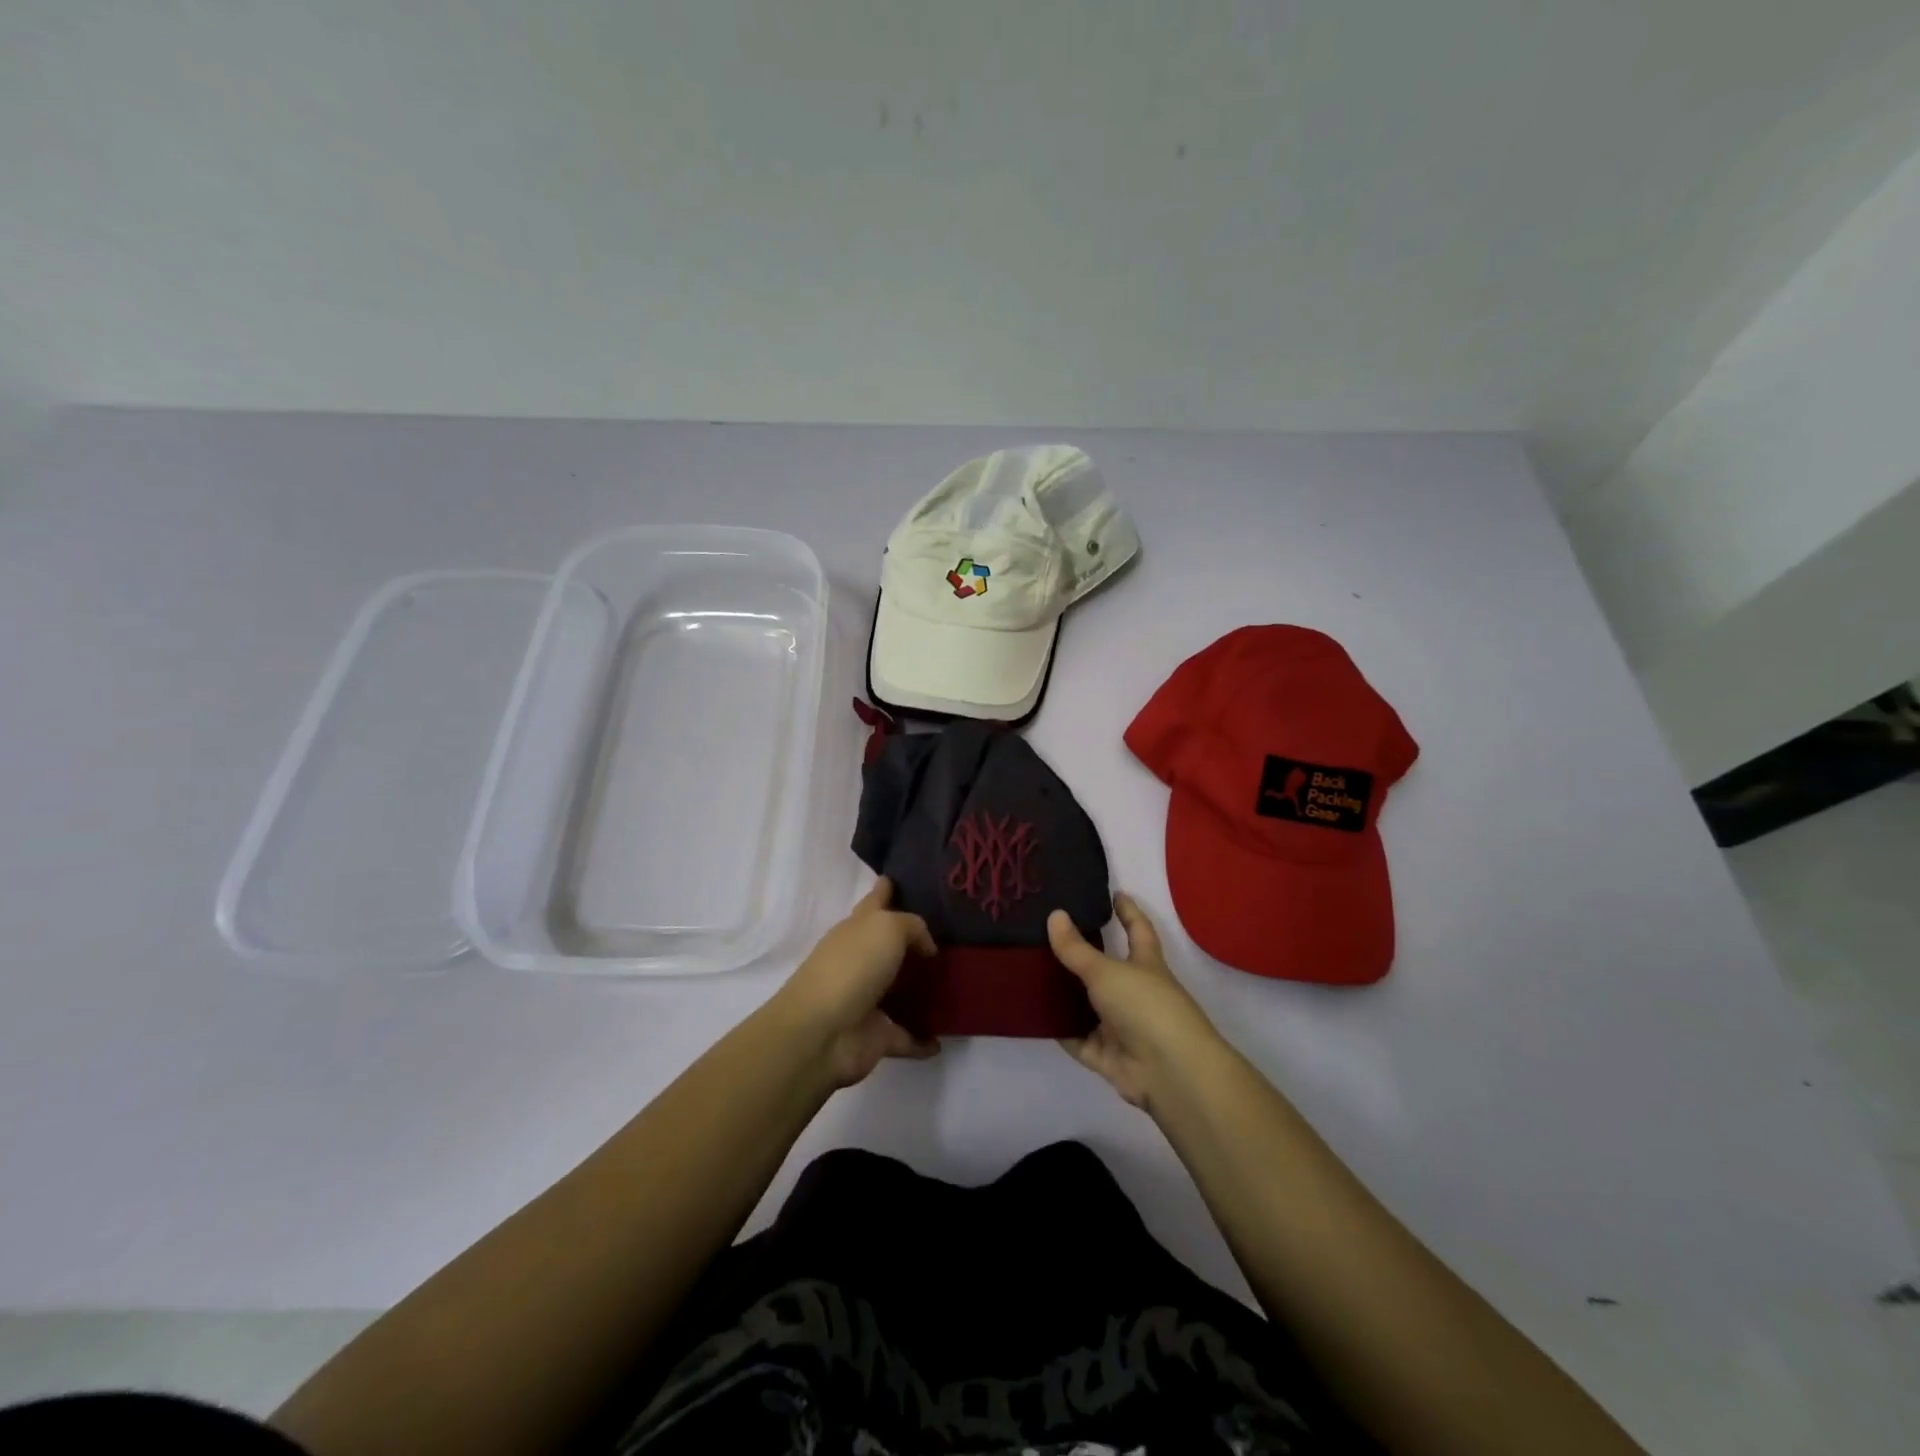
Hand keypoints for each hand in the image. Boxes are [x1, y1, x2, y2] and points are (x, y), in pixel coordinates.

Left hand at [776, 877, 939, 1087]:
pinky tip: (943, 1040)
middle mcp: (861, 960)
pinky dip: (923, 1040)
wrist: (821, 1033)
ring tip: (956, 987)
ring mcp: (867, 1000)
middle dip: (913, 943)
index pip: (875, 900)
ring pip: (899, 991)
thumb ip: (913, 927)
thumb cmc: (852, 967)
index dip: (886, 888)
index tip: (900, 878)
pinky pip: (905, 1036)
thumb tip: (926, 947)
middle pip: (889, 946)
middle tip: (952, 938)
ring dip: (921, 992)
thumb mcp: (887, 928)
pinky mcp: (875, 1036)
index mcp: (858, 928)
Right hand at [1048, 894, 1222, 1108]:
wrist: (1170, 1072)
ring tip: (1030, 970)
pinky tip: (1032, 1014)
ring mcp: (1121, 1026)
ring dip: (1066, 993)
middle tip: (1047, 932)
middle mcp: (1134, 992)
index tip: (1114, 893)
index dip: (1127, 911)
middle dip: (1082, 954)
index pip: (1137, 930)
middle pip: (1105, 968)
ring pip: (1088, 1005)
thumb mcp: (1107, 971)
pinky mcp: (1107, 1056)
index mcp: (1146, 965)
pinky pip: (1077, 1039)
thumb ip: (1077, 949)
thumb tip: (1055, 914)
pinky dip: (1060, 1030)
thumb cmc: (1146, 1007)